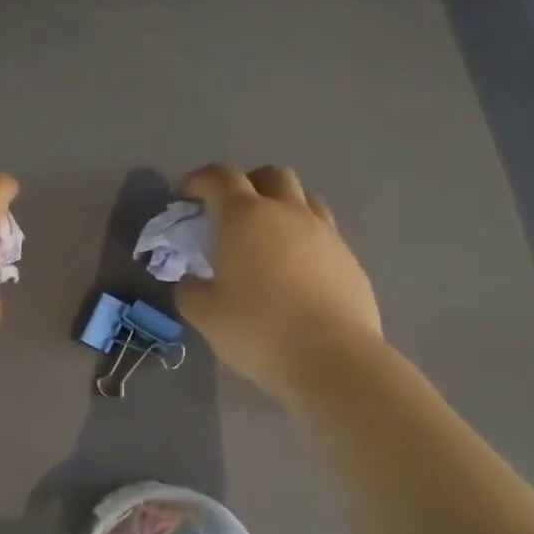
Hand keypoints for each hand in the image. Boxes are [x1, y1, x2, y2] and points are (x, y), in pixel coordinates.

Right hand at [175, 163, 381, 401]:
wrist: (332, 358)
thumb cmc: (257, 329)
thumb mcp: (204, 314)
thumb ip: (189, 289)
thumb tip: (191, 281)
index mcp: (244, 217)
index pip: (219, 177)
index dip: (198, 180)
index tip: (184, 197)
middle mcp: (286, 212)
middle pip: (269, 175)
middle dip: (245, 184)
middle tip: (228, 213)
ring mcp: (324, 232)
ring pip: (303, 197)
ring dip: (280, 204)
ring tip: (266, 235)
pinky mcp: (348, 258)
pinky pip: (322, 230)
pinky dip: (303, 236)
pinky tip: (294, 268)